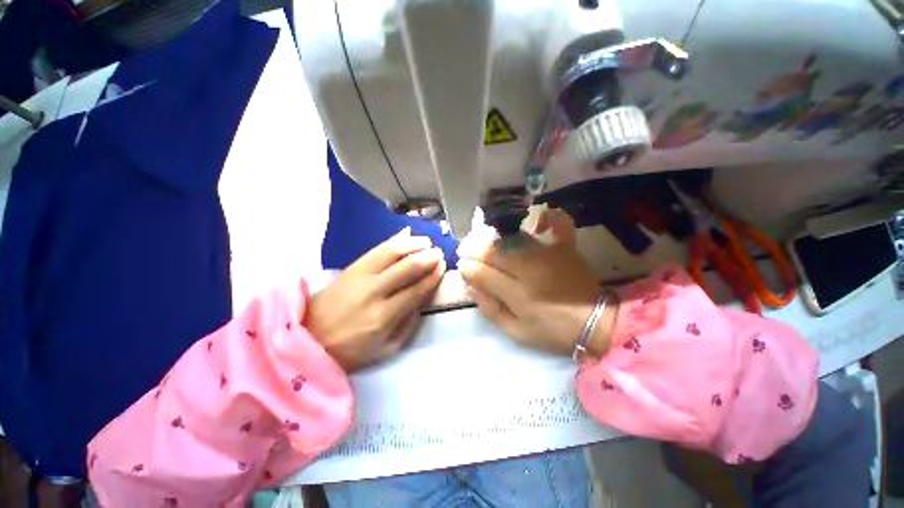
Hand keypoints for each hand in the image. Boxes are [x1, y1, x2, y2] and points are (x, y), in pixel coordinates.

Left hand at [305, 228, 445, 371]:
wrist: (307, 337)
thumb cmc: (350, 349)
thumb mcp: (385, 349)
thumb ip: (407, 325)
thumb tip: (421, 301)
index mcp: (384, 316)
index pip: (416, 290)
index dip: (432, 277)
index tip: (442, 267)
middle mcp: (374, 291)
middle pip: (407, 267)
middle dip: (427, 257)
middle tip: (438, 252)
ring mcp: (360, 276)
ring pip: (391, 253)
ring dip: (412, 244)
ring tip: (425, 241)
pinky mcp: (350, 267)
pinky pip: (376, 249)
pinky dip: (394, 242)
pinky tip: (405, 238)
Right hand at [457, 209, 615, 357]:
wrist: (596, 323)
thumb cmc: (552, 331)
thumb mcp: (516, 332)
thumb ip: (491, 309)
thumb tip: (473, 286)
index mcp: (518, 295)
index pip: (482, 273)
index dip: (467, 268)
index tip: (462, 266)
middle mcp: (530, 269)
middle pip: (493, 251)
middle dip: (474, 249)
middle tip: (465, 250)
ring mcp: (548, 254)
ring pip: (511, 238)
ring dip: (493, 237)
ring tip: (483, 239)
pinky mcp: (565, 248)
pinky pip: (557, 225)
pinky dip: (547, 218)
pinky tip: (536, 220)